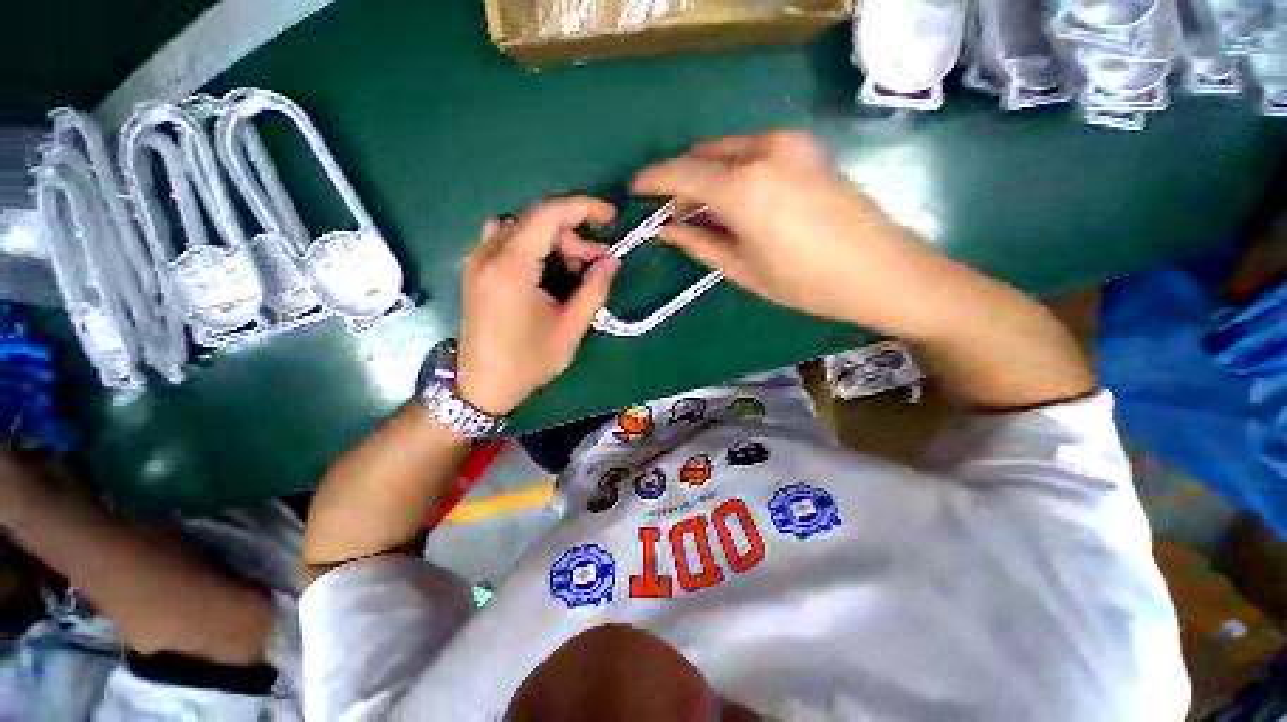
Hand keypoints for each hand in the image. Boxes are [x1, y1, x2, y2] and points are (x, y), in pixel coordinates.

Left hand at [455, 197, 620, 415]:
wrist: (482, 385)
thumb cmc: (528, 361)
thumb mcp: (570, 328)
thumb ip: (595, 289)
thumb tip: (612, 261)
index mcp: (511, 267)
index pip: (548, 215)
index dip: (583, 208)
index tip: (611, 217)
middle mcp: (488, 254)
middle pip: (537, 221)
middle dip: (573, 237)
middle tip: (596, 265)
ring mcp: (477, 260)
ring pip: (523, 228)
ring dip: (554, 242)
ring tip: (574, 271)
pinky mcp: (475, 270)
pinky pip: (508, 240)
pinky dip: (534, 247)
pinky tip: (547, 271)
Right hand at [633, 131, 951, 336]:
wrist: (883, 271)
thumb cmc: (805, 282)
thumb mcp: (742, 269)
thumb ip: (698, 241)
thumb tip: (664, 227)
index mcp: (742, 186)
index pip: (679, 172)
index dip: (652, 180)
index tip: (634, 190)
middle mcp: (762, 151)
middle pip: (701, 156)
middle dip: (679, 180)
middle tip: (670, 213)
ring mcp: (788, 144)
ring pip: (725, 150)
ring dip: (705, 175)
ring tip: (700, 212)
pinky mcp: (805, 148)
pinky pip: (751, 150)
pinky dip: (731, 170)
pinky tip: (732, 200)